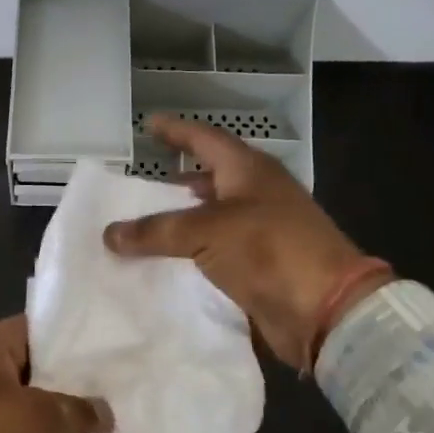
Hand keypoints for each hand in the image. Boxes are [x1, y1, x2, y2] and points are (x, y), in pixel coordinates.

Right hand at [103, 115, 392, 370]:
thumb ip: (156, 230)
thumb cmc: (269, 249)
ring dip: (181, 221)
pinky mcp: (259, 266)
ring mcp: (260, 231)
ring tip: (144, 226)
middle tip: (140, 184)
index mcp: (249, 171)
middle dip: (176, 180)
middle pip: (210, 178)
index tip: (148, 124)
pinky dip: (190, 254)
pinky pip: (214, 252)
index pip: (205, 139)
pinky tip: (165, 262)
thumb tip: (109, 234)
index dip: (176, 131)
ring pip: (211, 218)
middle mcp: (256, 194)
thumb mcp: (207, 231)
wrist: (324, 308)